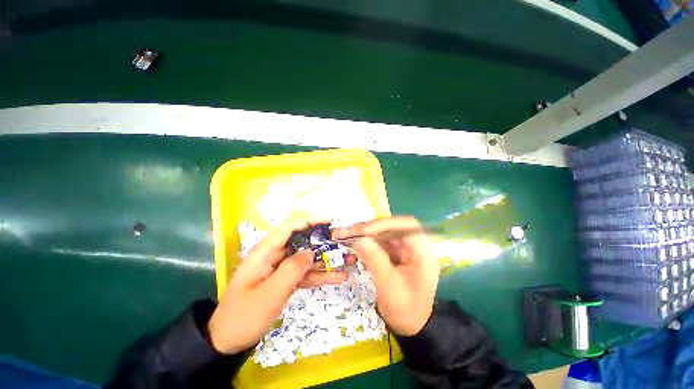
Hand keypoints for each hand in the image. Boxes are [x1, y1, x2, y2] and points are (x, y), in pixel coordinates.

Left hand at [208, 218, 352, 353]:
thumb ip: (292, 269)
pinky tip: (337, 277)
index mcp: (265, 252)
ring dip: (326, 260)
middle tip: (343, 242)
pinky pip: (305, 274)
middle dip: (323, 241)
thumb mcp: (269, 293)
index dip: (309, 221)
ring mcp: (281, 269)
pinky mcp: (285, 281)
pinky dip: (319, 275)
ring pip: (306, 259)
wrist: (228, 343)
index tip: (329, 221)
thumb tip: (311, 251)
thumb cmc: (244, 316)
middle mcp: (274, 256)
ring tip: (347, 260)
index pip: (289, 228)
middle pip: (302, 242)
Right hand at [333, 216, 438, 335]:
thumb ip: (374, 260)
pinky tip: (355, 242)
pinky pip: (380, 241)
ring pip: (384, 233)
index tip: (362, 230)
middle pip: (392, 227)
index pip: (406, 226)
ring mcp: (405, 248)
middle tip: (349, 231)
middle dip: (369, 228)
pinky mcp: (396, 253)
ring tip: (346, 235)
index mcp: (423, 252)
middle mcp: (415, 245)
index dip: (384, 224)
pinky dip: (367, 241)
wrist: (411, 325)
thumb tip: (358, 239)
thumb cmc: (405, 309)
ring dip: (365, 233)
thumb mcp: (389, 286)